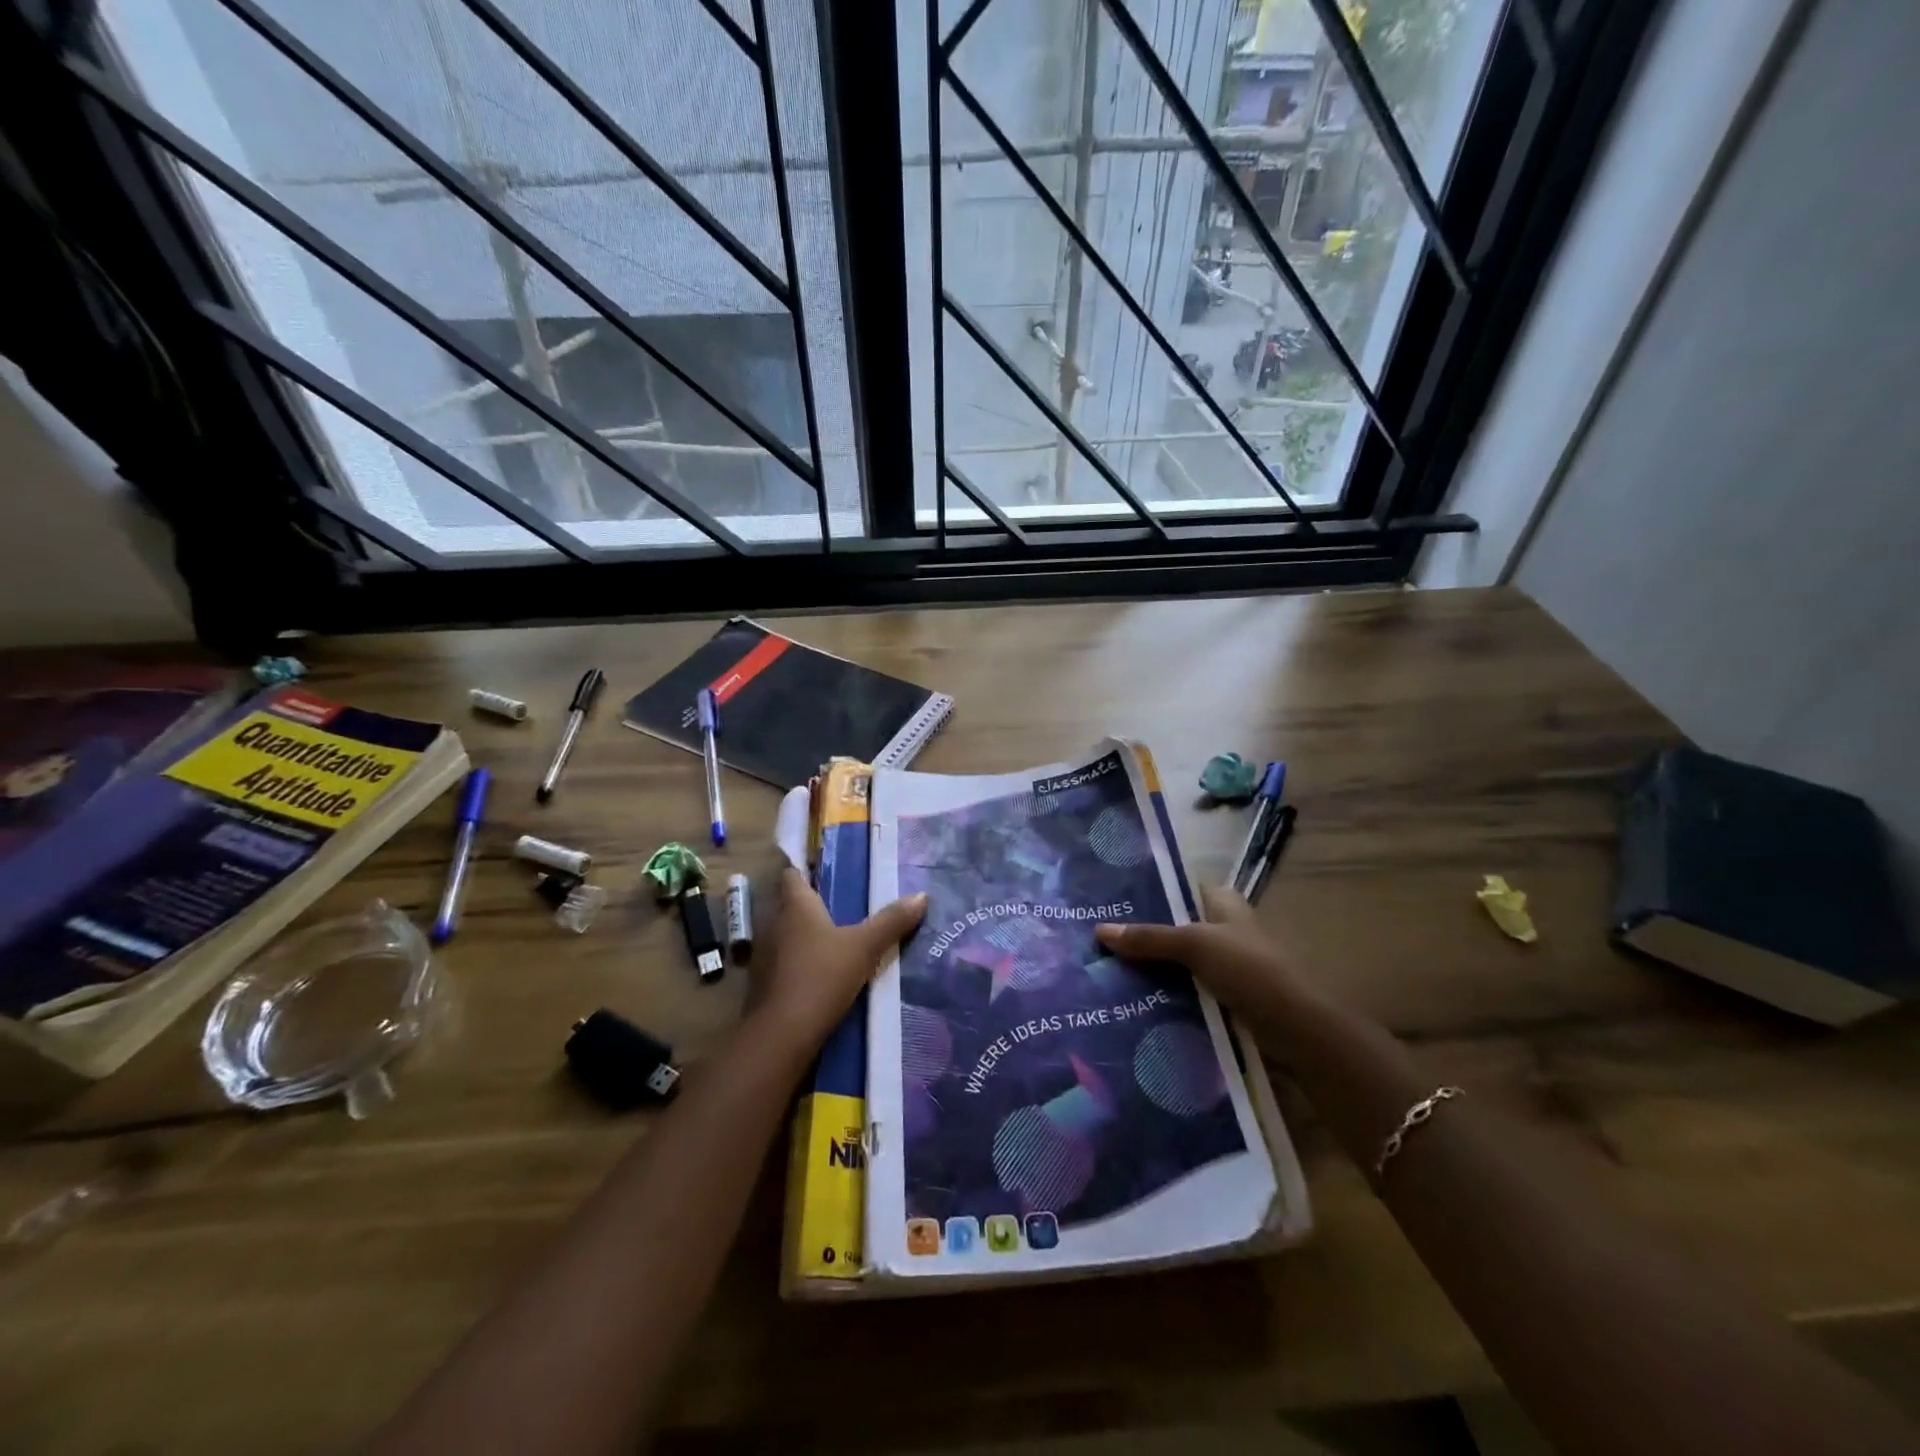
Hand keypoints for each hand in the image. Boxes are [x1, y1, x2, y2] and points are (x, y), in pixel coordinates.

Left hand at [746, 868, 926, 1056]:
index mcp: (796, 905)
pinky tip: (820, 974)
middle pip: (789, 905)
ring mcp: (764, 954)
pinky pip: (783, 962)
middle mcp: (774, 923)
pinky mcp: (762, 983)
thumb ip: (891, 921)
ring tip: (836, 942)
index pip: (792, 875)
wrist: (782, 1034)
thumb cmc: (822, 975)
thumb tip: (922, 895)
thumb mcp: (865, 947)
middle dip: (811, 907)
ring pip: (786, 935)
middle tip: (843, 909)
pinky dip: (798, 963)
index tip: (827, 876)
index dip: (806, 873)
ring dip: (804, 937)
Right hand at [1095, 884, 1303, 1015]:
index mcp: (1223, 904)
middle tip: (1098, 941)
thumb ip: (1149, 937)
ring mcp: (1225, 966)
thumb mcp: (1194, 945)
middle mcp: (1224, 929)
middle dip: (1142, 936)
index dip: (1148, 893)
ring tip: (1104, 972)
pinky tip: (1133, 1001)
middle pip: (1174, 927)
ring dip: (1151, 970)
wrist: (1297, 1029)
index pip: (1179, 889)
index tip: (1111, 903)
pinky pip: (1186, 991)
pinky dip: (1165, 996)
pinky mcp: (1225, 998)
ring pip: (1178, 963)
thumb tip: (1100, 930)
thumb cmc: (1250, 970)